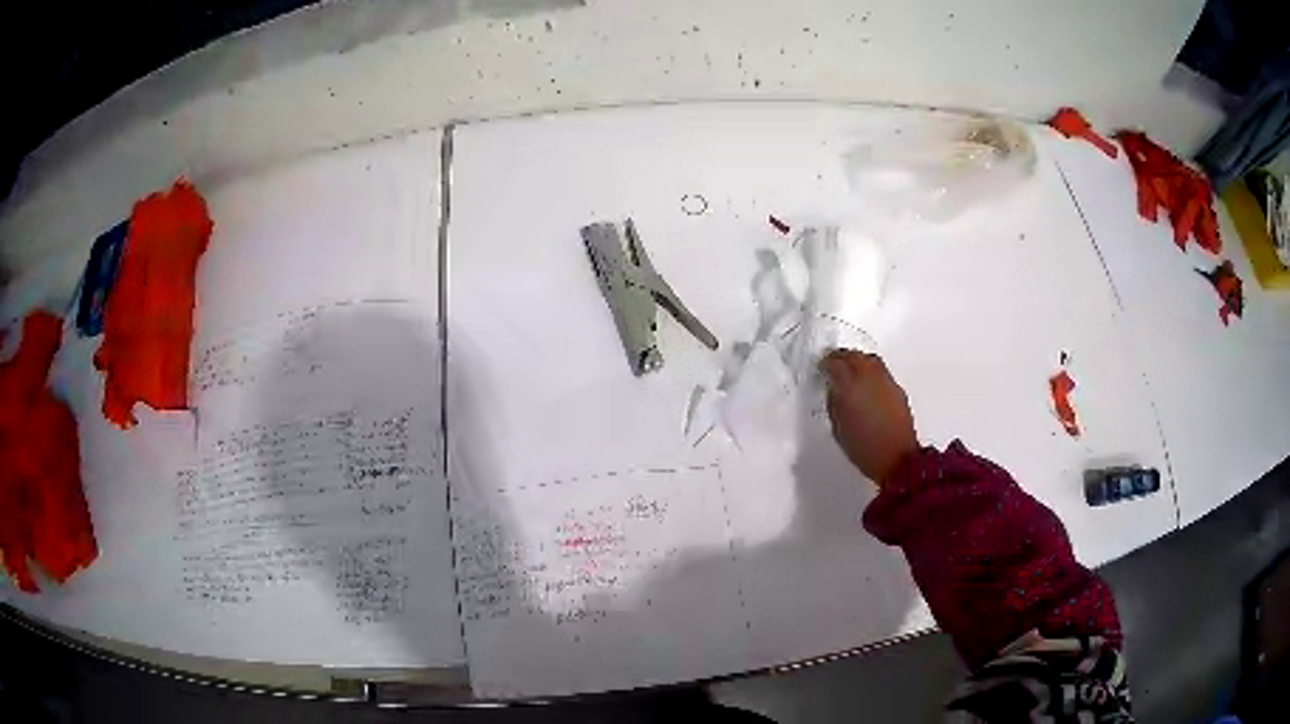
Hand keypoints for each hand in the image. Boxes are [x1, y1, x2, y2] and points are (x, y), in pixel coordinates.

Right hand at [819, 350, 918, 486]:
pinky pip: (880, 370)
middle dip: (841, 357)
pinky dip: (870, 370)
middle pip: (853, 356)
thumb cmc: (864, 449)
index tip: (821, 367)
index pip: (834, 365)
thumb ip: (834, 403)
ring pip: (869, 359)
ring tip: (850, 369)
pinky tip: (866, 382)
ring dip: (857, 360)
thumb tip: (833, 388)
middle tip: (833, 362)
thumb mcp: (838, 428)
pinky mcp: (897, 388)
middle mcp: (869, 379)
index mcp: (850, 389)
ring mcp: (886, 381)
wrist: (897, 459)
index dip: (825, 364)